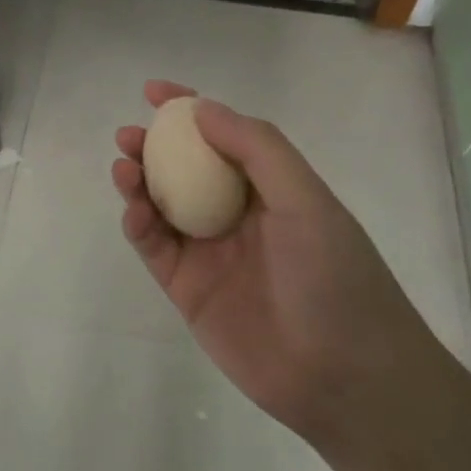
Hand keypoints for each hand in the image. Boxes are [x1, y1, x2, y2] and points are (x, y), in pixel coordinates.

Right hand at [112, 81, 438, 441]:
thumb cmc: (335, 277)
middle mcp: (235, 213)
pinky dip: (138, 224)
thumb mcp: (306, 200)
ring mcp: (209, 252)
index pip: (223, 136)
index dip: (189, 110)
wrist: (345, 379)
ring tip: (124, 167)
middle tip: (129, 136)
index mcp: (269, 188)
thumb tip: (202, 109)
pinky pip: (154, 246)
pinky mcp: (187, 288)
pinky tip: (134, 210)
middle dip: (153, 146)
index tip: (155, 91)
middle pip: (183, 168)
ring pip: (161, 204)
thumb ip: (256, 149)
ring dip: (138, 181)